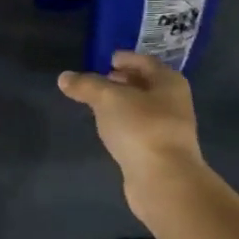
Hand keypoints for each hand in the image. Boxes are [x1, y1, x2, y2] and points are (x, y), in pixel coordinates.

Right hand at [58, 51, 208, 212]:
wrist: (163, 179)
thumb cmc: (140, 128)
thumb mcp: (108, 99)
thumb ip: (86, 86)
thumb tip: (64, 77)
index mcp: (169, 82)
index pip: (145, 62)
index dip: (126, 59)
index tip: (107, 59)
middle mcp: (173, 102)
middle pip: (146, 85)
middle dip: (124, 81)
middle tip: (100, 80)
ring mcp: (168, 129)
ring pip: (143, 109)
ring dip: (123, 104)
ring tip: (98, 104)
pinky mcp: (159, 152)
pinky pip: (139, 130)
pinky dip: (124, 124)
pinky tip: (109, 128)